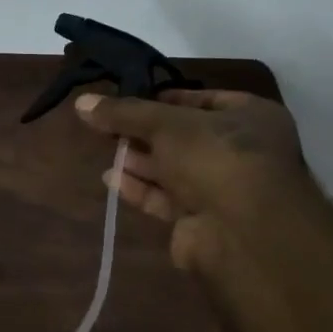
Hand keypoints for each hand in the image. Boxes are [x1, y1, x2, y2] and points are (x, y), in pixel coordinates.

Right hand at [74, 88, 315, 271]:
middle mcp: (242, 151)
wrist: (243, 233)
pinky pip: (167, 198)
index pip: (204, 99)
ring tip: (106, 150)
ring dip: (140, 161)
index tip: (130, 98)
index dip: (166, 98)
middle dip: (147, 133)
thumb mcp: (165, 124)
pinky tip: (112, 179)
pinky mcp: (203, 221)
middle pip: (185, 136)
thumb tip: (81, 102)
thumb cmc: (214, 158)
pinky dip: (141, 188)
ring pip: (174, 169)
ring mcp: (224, 189)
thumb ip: (124, 113)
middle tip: (110, 125)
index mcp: (251, 117)